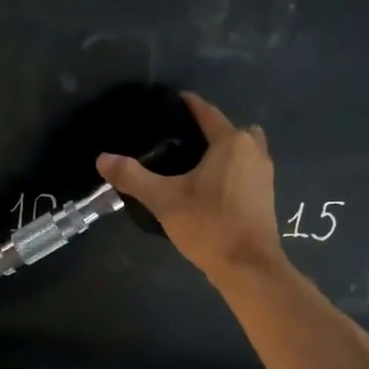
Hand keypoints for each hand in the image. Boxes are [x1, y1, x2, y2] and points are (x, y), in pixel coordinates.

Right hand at [96, 93, 283, 280]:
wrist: (248, 266)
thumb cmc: (208, 225)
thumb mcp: (163, 200)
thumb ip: (132, 177)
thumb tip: (102, 158)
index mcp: (231, 142)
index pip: (206, 112)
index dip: (186, 105)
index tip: (168, 102)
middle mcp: (253, 150)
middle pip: (228, 129)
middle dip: (206, 130)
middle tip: (177, 141)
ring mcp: (264, 174)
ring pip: (241, 150)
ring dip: (222, 151)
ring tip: (192, 164)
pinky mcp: (266, 195)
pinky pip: (245, 170)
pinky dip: (230, 170)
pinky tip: (207, 186)